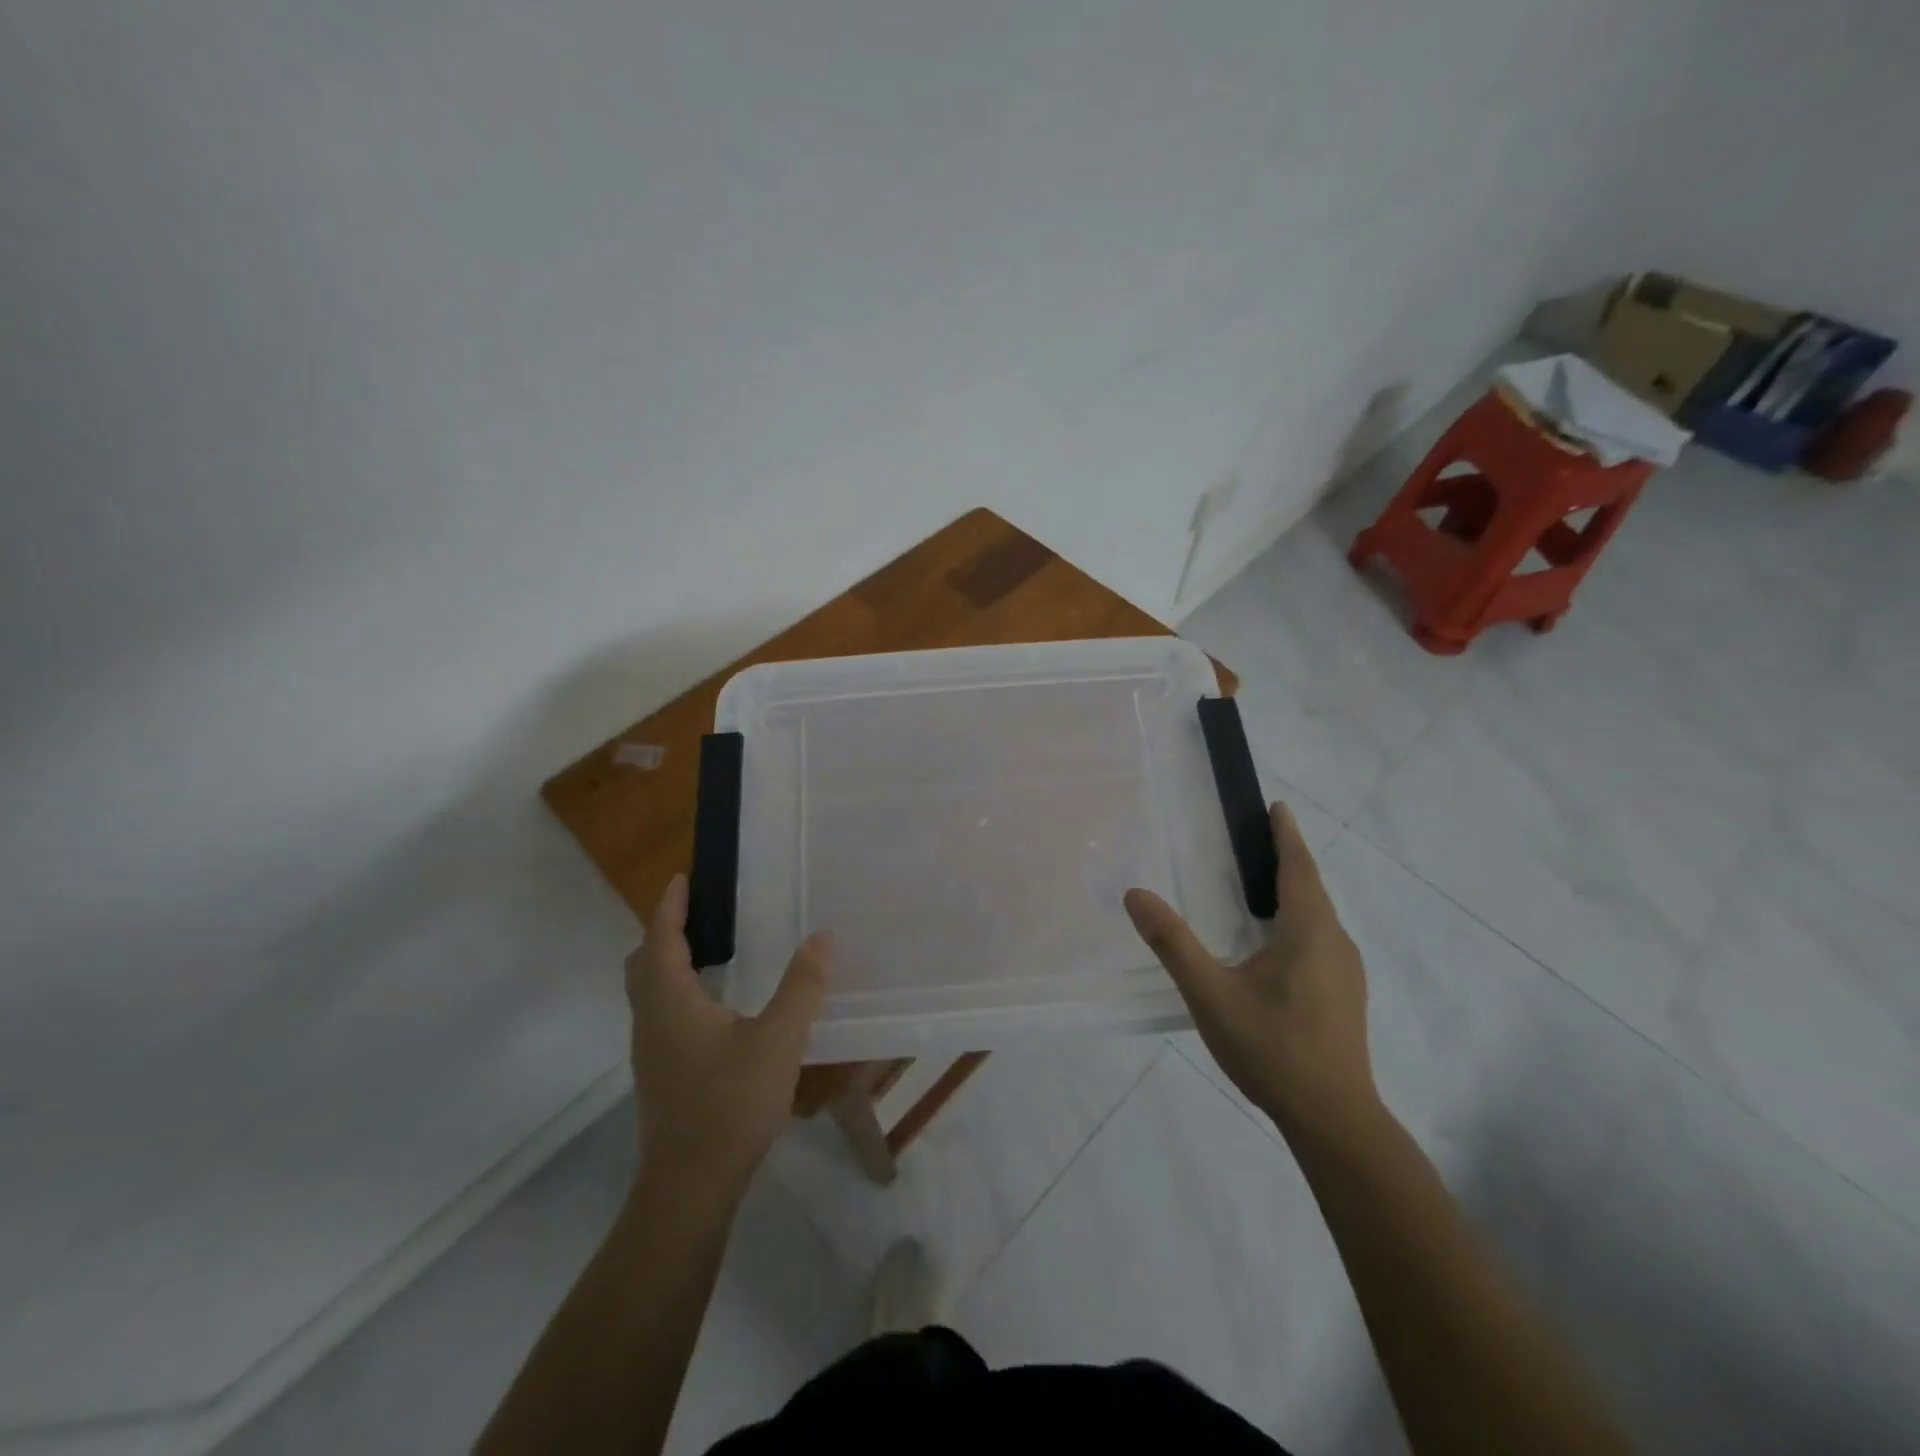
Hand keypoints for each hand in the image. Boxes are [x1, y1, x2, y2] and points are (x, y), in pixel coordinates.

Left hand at [625, 874, 830, 1194]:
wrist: (689, 1187)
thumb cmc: (730, 1103)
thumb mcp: (778, 1039)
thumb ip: (802, 986)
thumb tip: (822, 937)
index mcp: (670, 1001)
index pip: (662, 937)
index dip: (671, 905)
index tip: (683, 878)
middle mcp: (651, 1020)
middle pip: (644, 963)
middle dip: (665, 931)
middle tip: (699, 912)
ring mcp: (651, 1051)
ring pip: (648, 992)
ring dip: (668, 962)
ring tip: (709, 951)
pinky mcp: (660, 1075)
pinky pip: (660, 1014)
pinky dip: (677, 991)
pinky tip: (714, 1007)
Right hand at [1124, 803, 1375, 1136]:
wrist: (1333, 1119)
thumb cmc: (1272, 1048)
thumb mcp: (1210, 994)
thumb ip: (1173, 943)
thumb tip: (1136, 894)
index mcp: (1309, 931)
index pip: (1298, 868)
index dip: (1286, 835)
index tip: (1276, 807)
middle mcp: (1335, 943)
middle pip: (1311, 888)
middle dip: (1287, 859)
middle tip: (1255, 839)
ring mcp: (1346, 971)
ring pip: (1318, 916)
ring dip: (1293, 891)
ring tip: (1260, 885)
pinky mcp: (1345, 995)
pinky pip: (1320, 939)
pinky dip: (1298, 921)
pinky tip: (1275, 942)